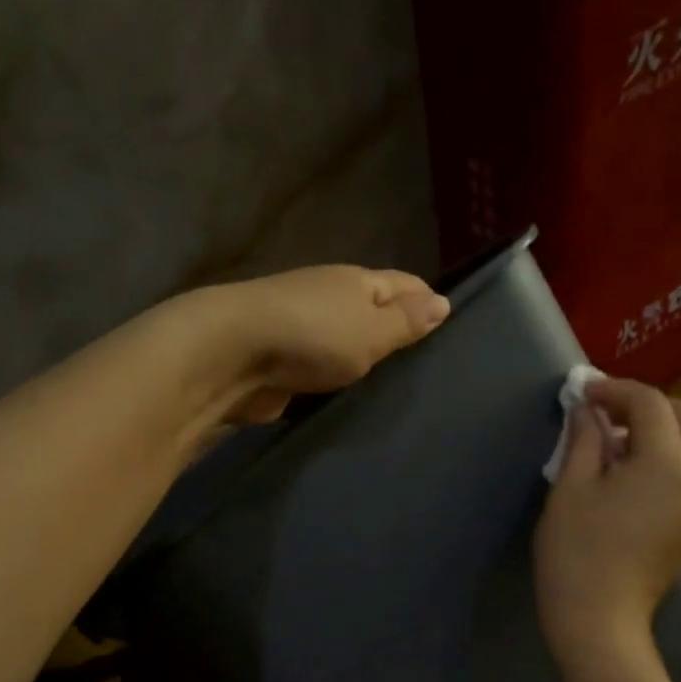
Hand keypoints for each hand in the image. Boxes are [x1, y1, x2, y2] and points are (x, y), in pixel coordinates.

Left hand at [196, 266, 450, 424]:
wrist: (231, 356)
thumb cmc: (313, 336)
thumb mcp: (372, 330)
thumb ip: (406, 322)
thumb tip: (443, 302)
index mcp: (356, 282)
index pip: (404, 284)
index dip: (427, 301)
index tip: (449, 328)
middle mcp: (329, 298)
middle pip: (372, 311)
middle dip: (396, 332)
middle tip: (426, 367)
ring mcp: (301, 330)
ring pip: (344, 342)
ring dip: (362, 359)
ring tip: (393, 388)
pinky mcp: (281, 363)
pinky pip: (320, 370)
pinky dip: (335, 380)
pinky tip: (350, 399)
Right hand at [534, 378, 680, 681]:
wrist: (599, 621)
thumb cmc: (577, 552)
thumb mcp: (571, 488)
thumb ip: (584, 439)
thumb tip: (587, 411)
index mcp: (668, 465)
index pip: (651, 405)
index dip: (615, 390)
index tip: (583, 392)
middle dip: (652, 405)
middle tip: (608, 413)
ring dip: (662, 429)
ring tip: (614, 441)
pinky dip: (666, 455)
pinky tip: (626, 470)